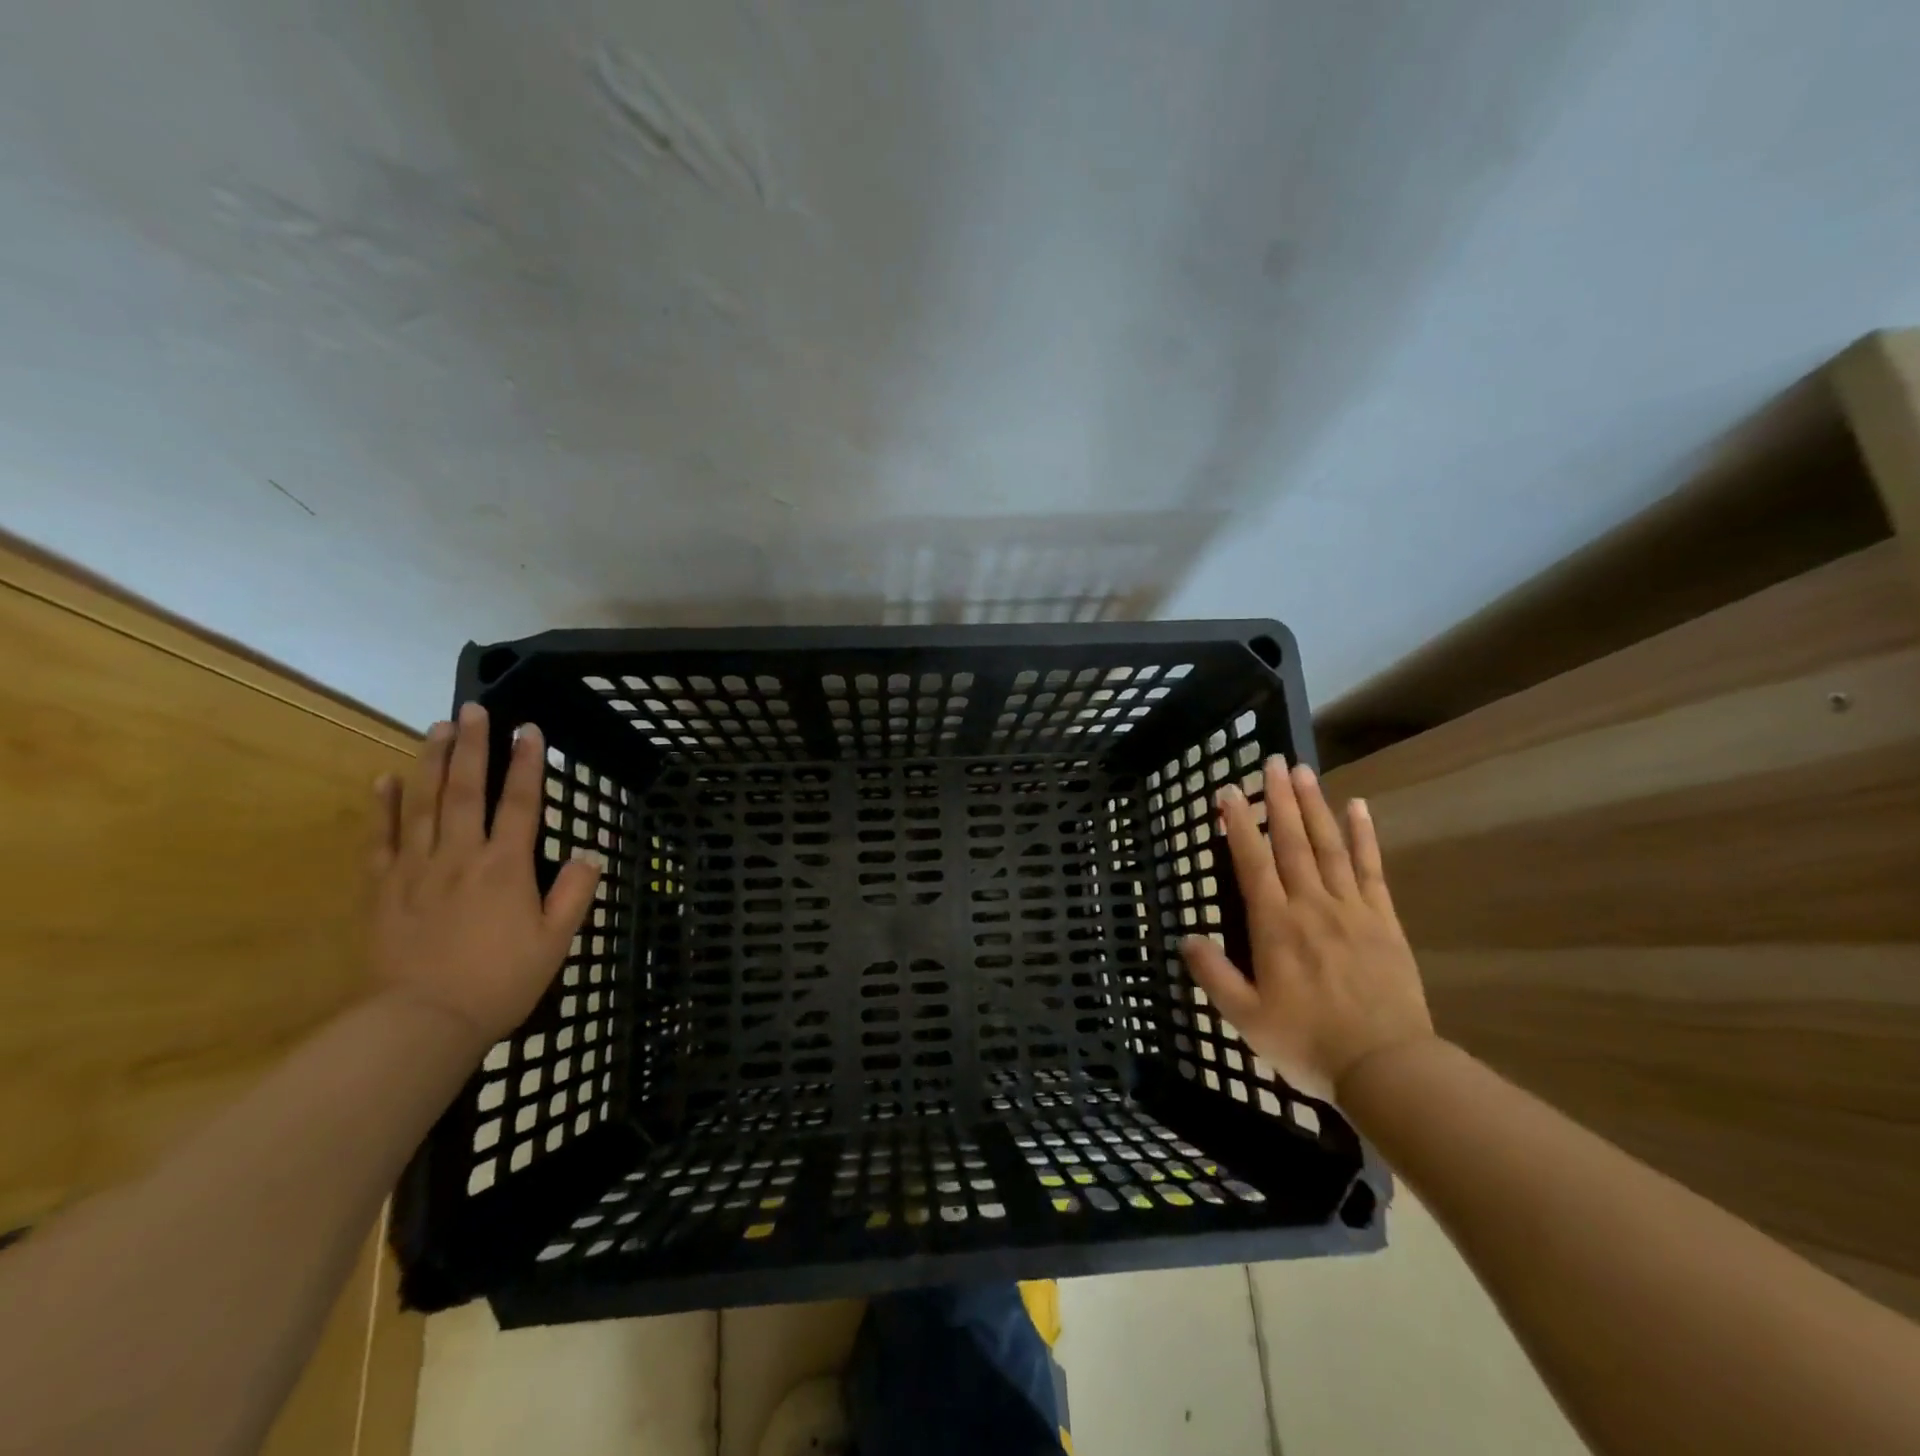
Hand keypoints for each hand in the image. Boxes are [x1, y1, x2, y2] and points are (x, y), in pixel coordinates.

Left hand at [368, 704, 600, 1049]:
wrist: (422, 1022)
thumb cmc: (500, 981)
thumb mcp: (555, 941)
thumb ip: (573, 892)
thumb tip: (589, 851)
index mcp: (506, 867)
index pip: (519, 802)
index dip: (527, 763)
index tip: (530, 729)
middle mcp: (460, 856)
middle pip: (467, 790)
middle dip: (474, 746)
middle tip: (474, 709)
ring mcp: (416, 869)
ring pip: (424, 803)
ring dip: (432, 762)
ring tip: (438, 728)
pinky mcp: (383, 888)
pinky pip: (382, 839)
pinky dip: (384, 806)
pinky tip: (387, 778)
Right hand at [1180, 758, 1432, 1103]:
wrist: (1387, 1068)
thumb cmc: (1308, 1043)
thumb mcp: (1246, 1019)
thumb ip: (1214, 975)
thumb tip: (1186, 937)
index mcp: (1275, 926)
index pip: (1253, 863)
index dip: (1238, 825)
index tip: (1228, 791)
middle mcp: (1311, 906)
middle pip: (1293, 842)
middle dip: (1279, 799)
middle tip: (1272, 762)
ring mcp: (1351, 909)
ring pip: (1329, 846)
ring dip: (1314, 806)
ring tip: (1304, 771)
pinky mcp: (1382, 920)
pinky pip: (1370, 869)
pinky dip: (1364, 836)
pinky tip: (1358, 807)